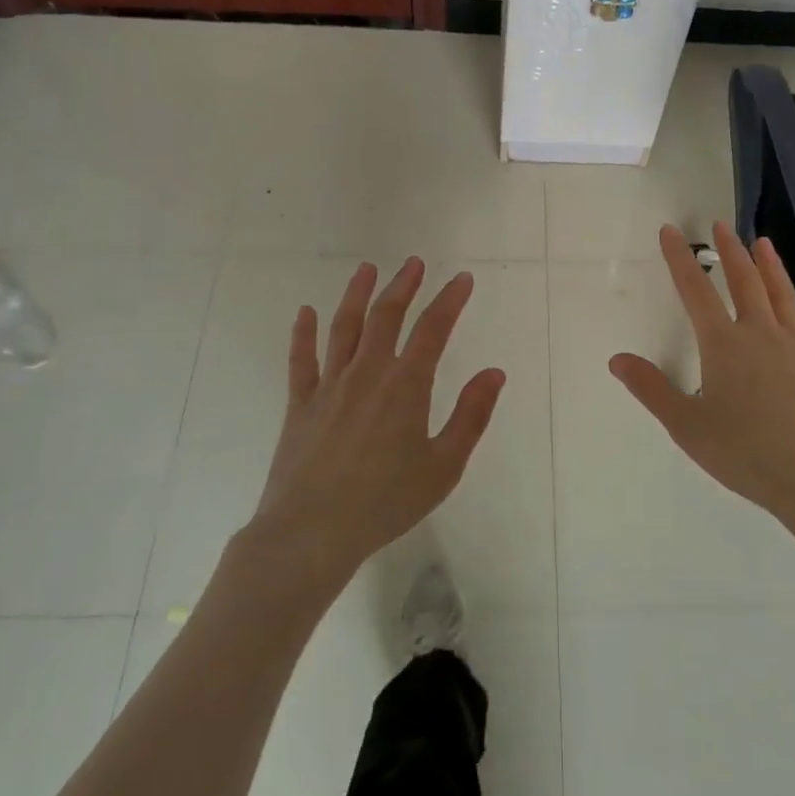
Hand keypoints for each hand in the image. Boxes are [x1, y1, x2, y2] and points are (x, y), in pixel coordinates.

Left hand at [249, 258, 505, 586]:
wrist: (312, 531)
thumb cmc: (386, 502)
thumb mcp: (444, 466)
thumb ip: (471, 416)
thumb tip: (494, 372)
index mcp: (406, 386)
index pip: (433, 330)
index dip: (450, 301)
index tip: (462, 280)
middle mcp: (367, 373)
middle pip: (386, 316)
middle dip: (403, 286)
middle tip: (414, 264)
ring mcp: (329, 386)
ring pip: (344, 327)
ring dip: (357, 294)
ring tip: (367, 269)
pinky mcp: (300, 404)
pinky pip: (301, 360)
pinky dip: (303, 333)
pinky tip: (305, 312)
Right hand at [610, 223, 794, 524]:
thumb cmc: (744, 452)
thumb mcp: (685, 425)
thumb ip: (651, 388)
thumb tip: (617, 359)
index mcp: (724, 345)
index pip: (695, 291)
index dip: (680, 259)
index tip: (670, 231)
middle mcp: (762, 335)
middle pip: (745, 282)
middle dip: (731, 251)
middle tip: (721, 225)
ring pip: (784, 296)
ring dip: (772, 267)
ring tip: (764, 242)